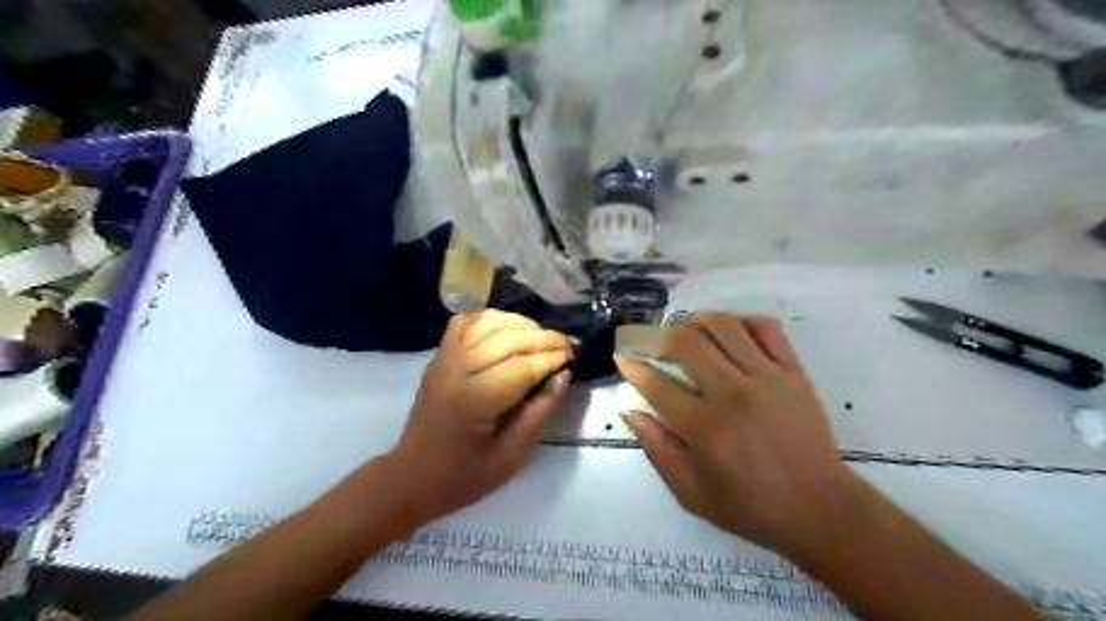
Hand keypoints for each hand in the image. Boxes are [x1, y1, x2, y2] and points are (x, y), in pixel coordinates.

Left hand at [389, 310, 568, 523]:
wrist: (413, 477)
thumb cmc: (464, 476)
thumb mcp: (511, 457)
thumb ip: (540, 412)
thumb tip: (563, 375)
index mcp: (474, 400)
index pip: (522, 366)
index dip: (552, 358)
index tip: (575, 357)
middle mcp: (456, 369)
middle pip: (507, 338)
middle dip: (544, 338)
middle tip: (569, 345)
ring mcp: (444, 358)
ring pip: (488, 322)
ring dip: (521, 324)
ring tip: (543, 338)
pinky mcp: (439, 356)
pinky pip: (467, 322)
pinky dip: (492, 319)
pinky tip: (509, 330)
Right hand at [619, 315, 858, 552]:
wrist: (820, 508)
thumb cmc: (751, 507)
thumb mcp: (692, 493)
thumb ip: (657, 450)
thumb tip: (631, 411)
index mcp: (706, 429)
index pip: (656, 384)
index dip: (631, 365)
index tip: (621, 357)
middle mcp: (734, 394)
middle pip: (686, 342)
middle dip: (656, 335)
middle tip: (649, 342)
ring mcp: (767, 378)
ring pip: (723, 325)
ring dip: (694, 321)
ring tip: (683, 331)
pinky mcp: (793, 372)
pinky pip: (766, 328)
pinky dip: (741, 320)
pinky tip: (728, 332)